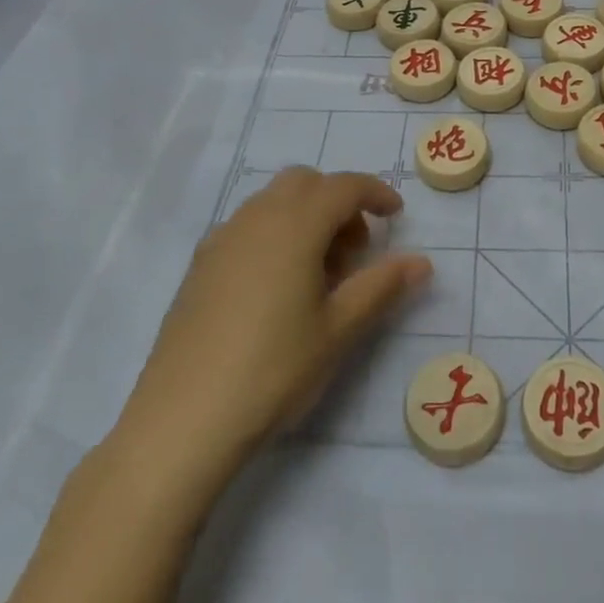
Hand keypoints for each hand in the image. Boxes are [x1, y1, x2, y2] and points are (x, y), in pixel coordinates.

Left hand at [120, 167, 430, 480]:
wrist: (183, 419)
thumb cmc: (273, 368)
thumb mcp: (338, 330)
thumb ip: (381, 286)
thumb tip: (421, 261)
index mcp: (294, 224)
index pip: (343, 186)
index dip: (375, 193)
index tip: (396, 215)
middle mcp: (255, 218)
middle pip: (304, 183)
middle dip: (337, 202)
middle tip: (355, 250)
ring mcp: (221, 239)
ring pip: (273, 202)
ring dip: (305, 217)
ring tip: (319, 274)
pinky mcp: (199, 266)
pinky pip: (247, 227)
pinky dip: (274, 234)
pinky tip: (277, 287)